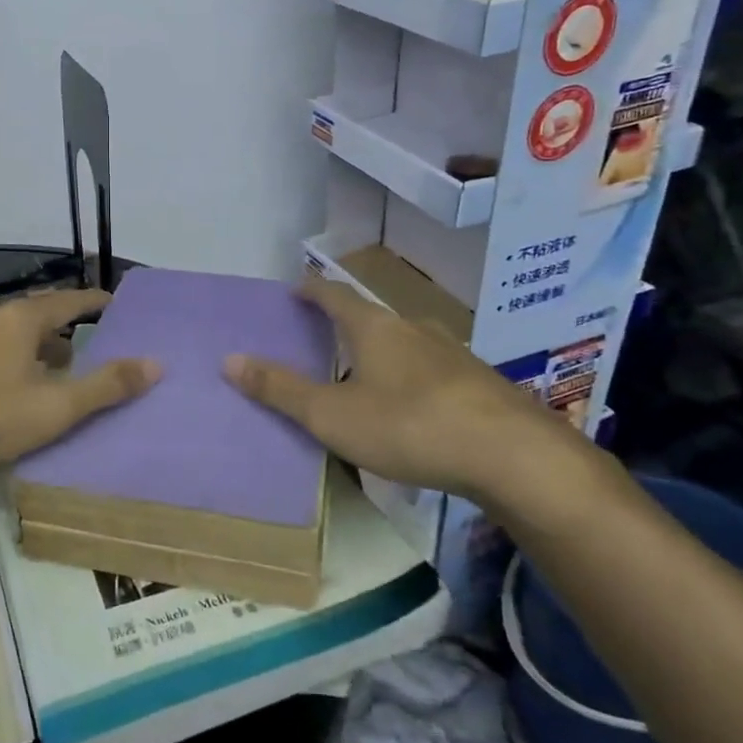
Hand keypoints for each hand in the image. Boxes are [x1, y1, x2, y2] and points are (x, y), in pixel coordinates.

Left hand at [0, 289, 159, 467]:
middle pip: (36, 316)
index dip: (94, 303)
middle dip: (62, 330)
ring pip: (7, 336)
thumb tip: (156, 363)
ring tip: (49, 371)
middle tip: (85, 346)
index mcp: (21, 320)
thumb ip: (106, 386)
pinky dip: (6, 362)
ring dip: (32, 348)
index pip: (68, 301)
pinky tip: (4, 389)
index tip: (113, 303)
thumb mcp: (54, 406)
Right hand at [224, 278, 577, 503]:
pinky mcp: (479, 383)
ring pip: (405, 344)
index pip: (334, 295)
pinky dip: (410, 379)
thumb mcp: (332, 414)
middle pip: (371, 318)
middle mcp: (414, 329)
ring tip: (364, 376)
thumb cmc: (409, 425)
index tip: (295, 287)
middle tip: (322, 339)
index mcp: (374, 328)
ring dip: (380, 353)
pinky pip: (431, 371)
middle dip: (345, 325)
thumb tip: (229, 359)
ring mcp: (453, 354)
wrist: (513, 455)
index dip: (311, 290)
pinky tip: (412, 409)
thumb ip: (280, 389)